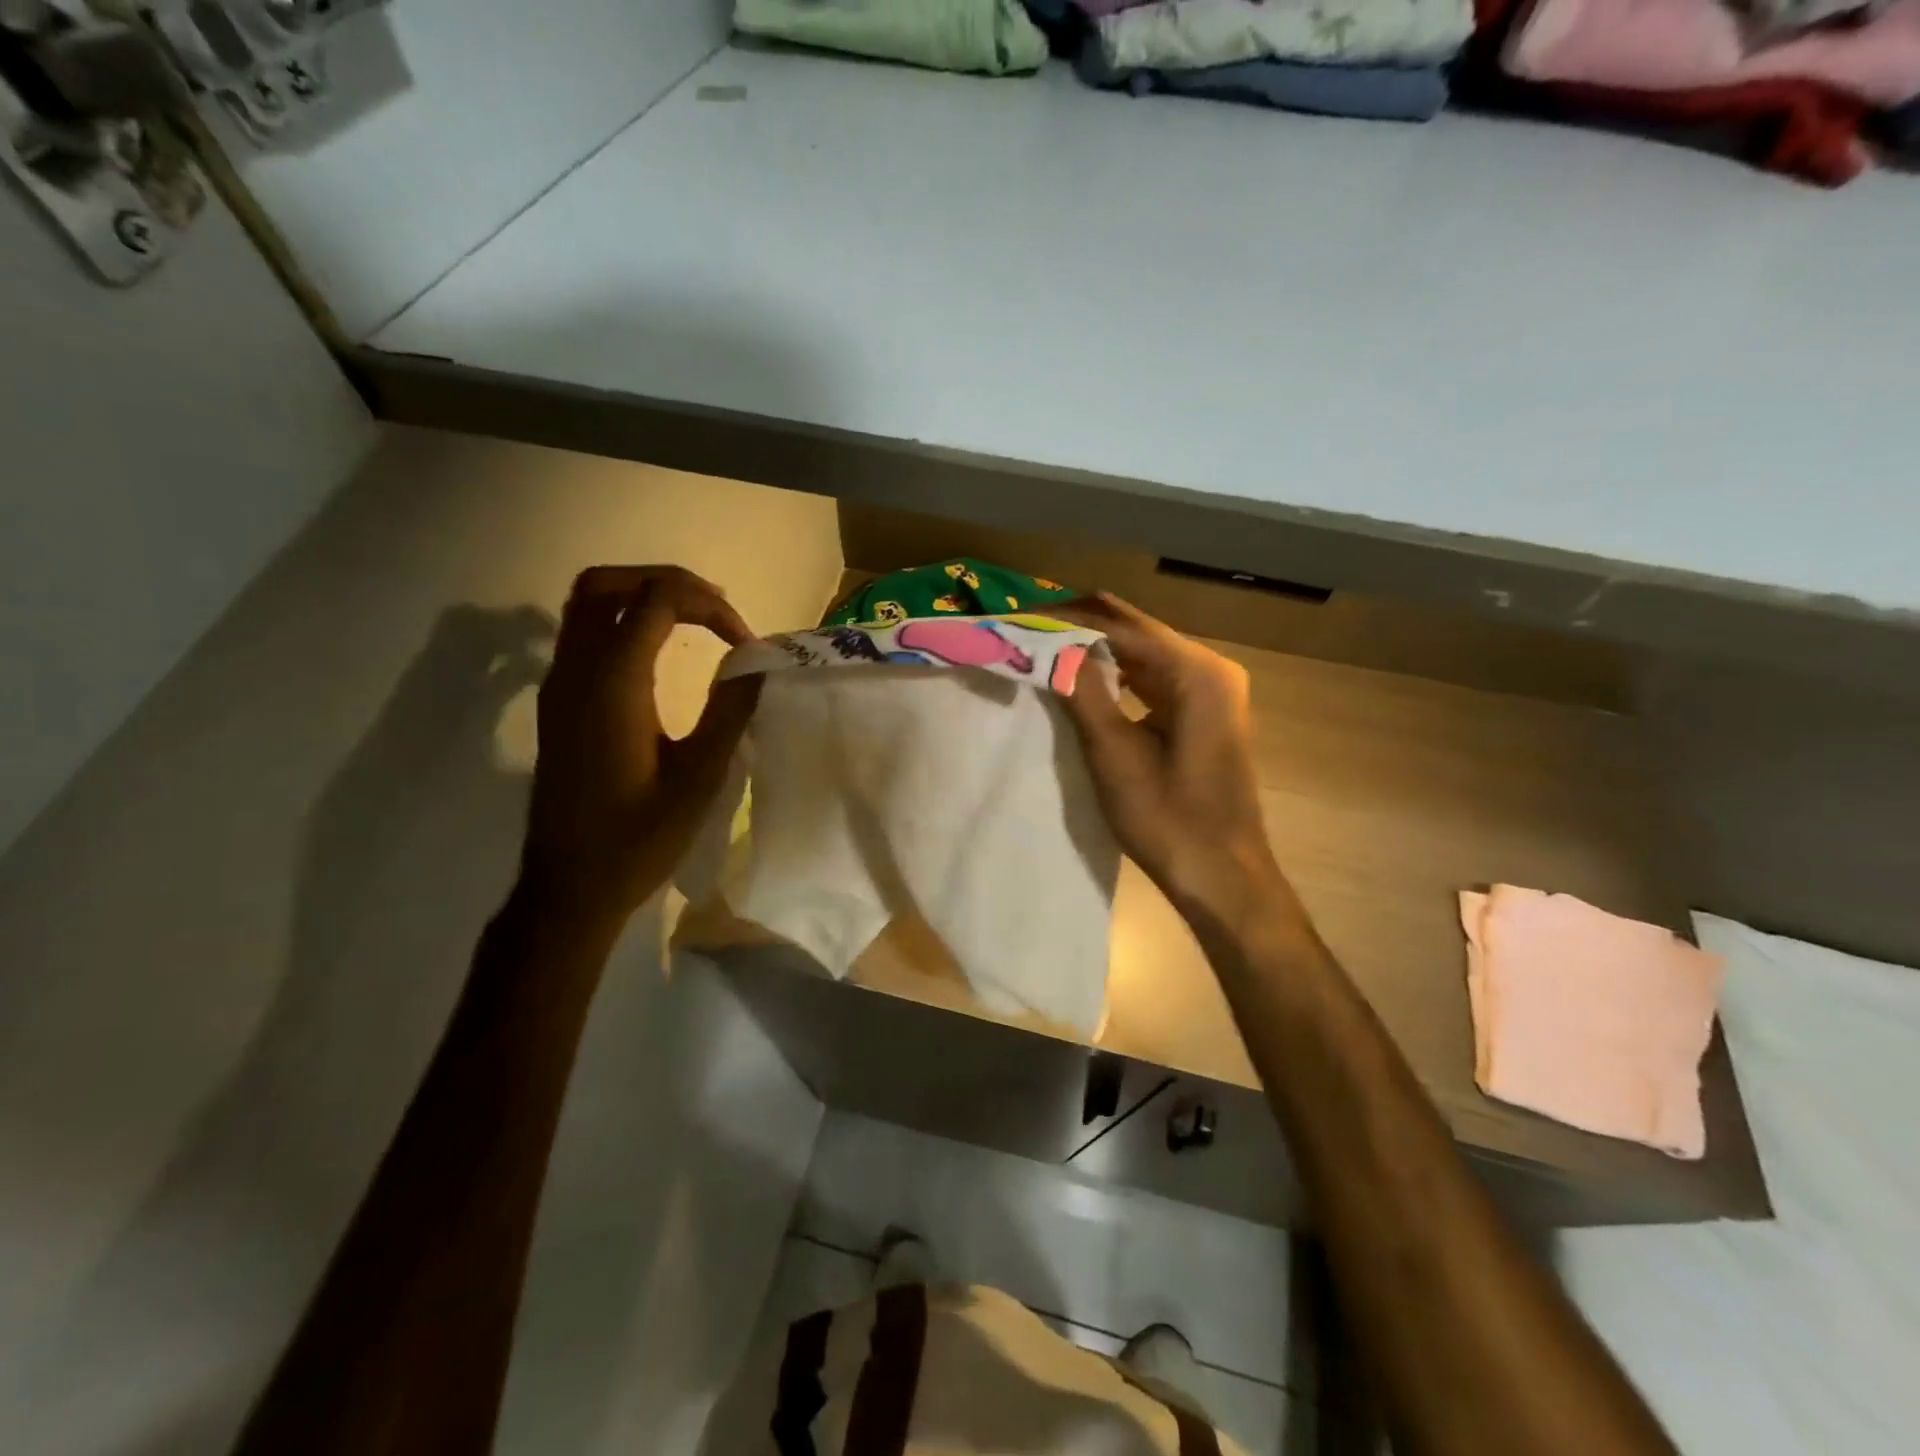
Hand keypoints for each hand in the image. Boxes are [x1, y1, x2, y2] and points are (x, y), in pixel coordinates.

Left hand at [521, 565, 760, 921]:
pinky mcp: (558, 703)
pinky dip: (624, 621)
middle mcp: (575, 672)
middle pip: (606, 584)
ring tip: (695, 621)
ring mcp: (559, 686)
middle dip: (667, 582)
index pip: (655, 600)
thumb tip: (758, 662)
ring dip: (641, 597)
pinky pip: (583, 634)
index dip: (708, 606)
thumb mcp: (700, 778)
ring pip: (587, 604)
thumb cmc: (638, 839)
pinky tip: (661, 654)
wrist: (570, 888)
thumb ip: (730, 711)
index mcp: (612, 685)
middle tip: (716, 612)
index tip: (745, 643)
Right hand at [1055, 594, 1292, 927]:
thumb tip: (1051, 645)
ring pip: (1144, 654)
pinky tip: (1081, 677)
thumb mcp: (1115, 755)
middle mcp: (1210, 668)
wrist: (1221, 875)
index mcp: (1197, 672)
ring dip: (1096, 650)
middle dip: (1083, 628)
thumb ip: (1083, 692)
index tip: (1022, 618)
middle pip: (1137, 633)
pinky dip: (1118, 675)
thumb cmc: (1169, 819)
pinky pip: (1153, 679)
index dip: (1070, 621)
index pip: (1123, 627)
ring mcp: (1211, 691)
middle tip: (1027, 627)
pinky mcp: (1203, 713)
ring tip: (1043, 646)